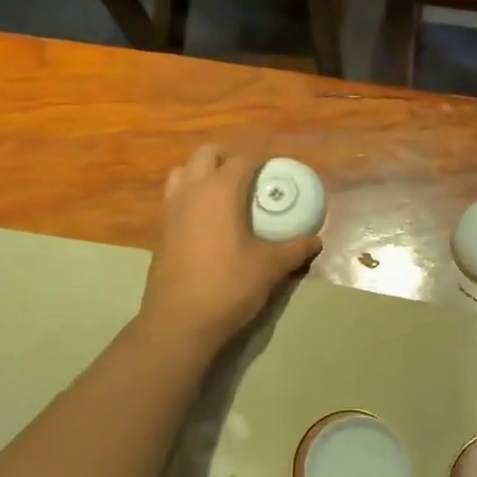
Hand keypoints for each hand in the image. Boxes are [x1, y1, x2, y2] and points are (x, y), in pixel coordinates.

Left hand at [140, 146, 321, 352]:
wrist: (179, 322)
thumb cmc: (228, 286)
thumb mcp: (270, 267)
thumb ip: (295, 248)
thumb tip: (316, 241)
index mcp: (220, 191)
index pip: (241, 159)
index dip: (260, 160)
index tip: (275, 172)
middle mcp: (191, 191)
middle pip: (206, 154)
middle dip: (228, 157)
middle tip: (249, 176)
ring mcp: (170, 210)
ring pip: (183, 173)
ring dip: (202, 173)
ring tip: (224, 193)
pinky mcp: (160, 231)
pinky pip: (174, 198)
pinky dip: (190, 197)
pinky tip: (207, 222)